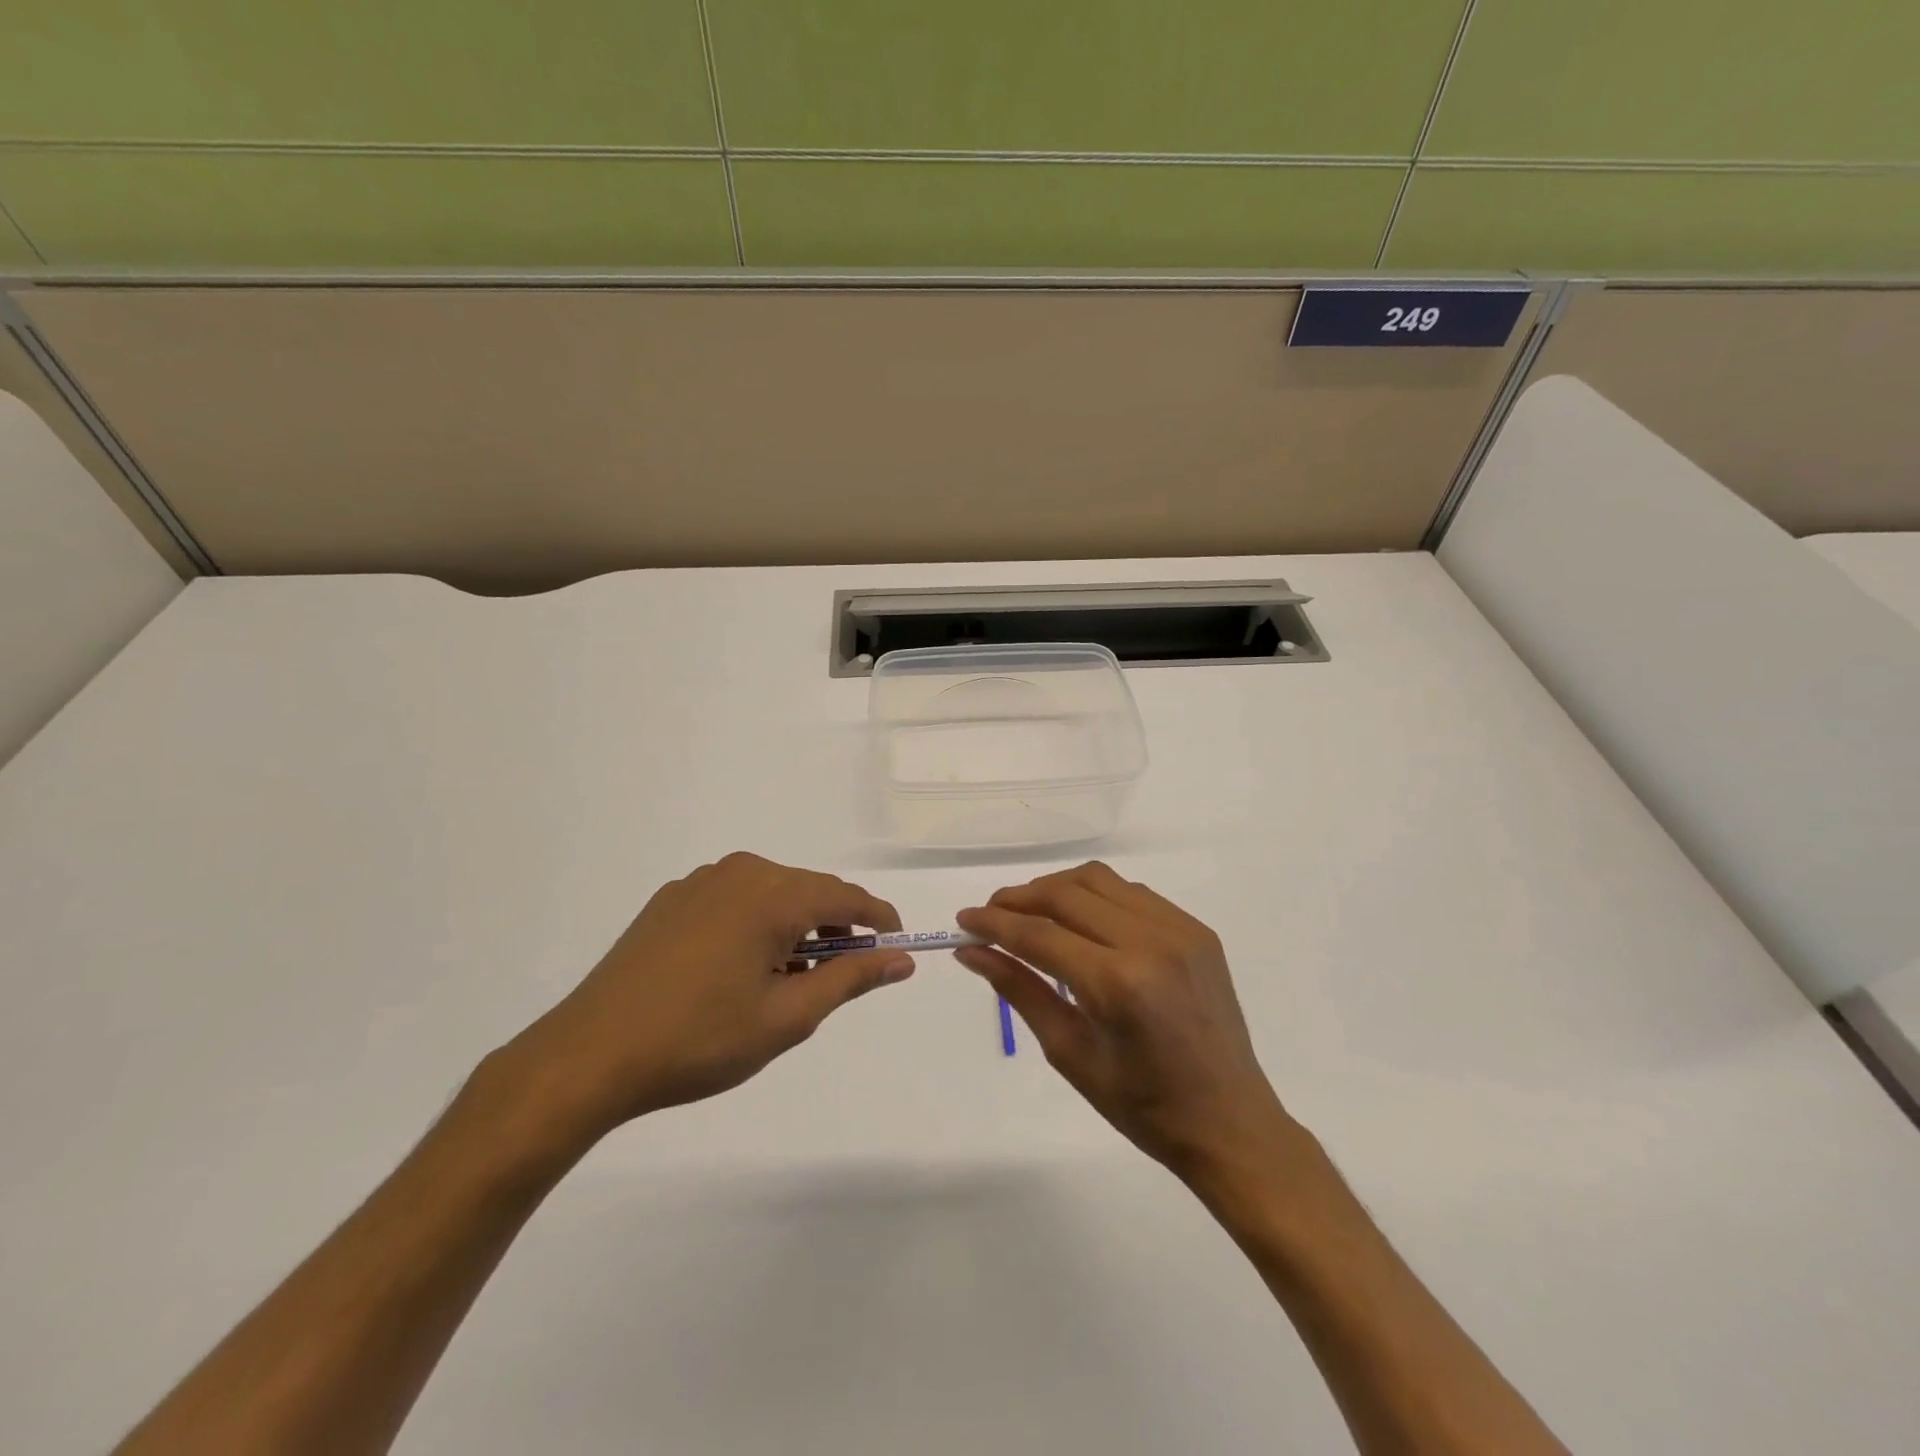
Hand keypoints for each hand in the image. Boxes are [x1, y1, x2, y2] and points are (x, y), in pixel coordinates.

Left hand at [498, 853, 911, 1141]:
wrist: (591, 1055)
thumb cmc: (700, 1039)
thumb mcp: (788, 1017)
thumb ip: (851, 979)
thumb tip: (901, 959)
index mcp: (773, 895)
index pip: (848, 897)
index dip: (879, 921)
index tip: (896, 949)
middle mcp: (741, 872)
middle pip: (810, 892)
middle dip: (835, 930)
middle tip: (838, 979)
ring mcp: (701, 882)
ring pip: (773, 894)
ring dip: (795, 928)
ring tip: (788, 981)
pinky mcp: (672, 899)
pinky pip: (735, 899)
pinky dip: (757, 925)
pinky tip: (740, 970)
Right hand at [955, 862, 1290, 1181]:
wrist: (1230, 1123)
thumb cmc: (1143, 1106)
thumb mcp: (1070, 1053)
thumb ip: (1019, 990)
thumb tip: (972, 952)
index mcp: (1118, 983)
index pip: (1039, 934)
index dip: (994, 923)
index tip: (963, 919)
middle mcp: (1151, 942)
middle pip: (1067, 894)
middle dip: (1020, 898)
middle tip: (991, 915)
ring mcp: (1180, 930)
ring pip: (1100, 880)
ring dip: (1057, 889)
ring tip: (1032, 913)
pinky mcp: (1198, 930)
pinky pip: (1133, 894)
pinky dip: (1097, 897)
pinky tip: (1083, 922)